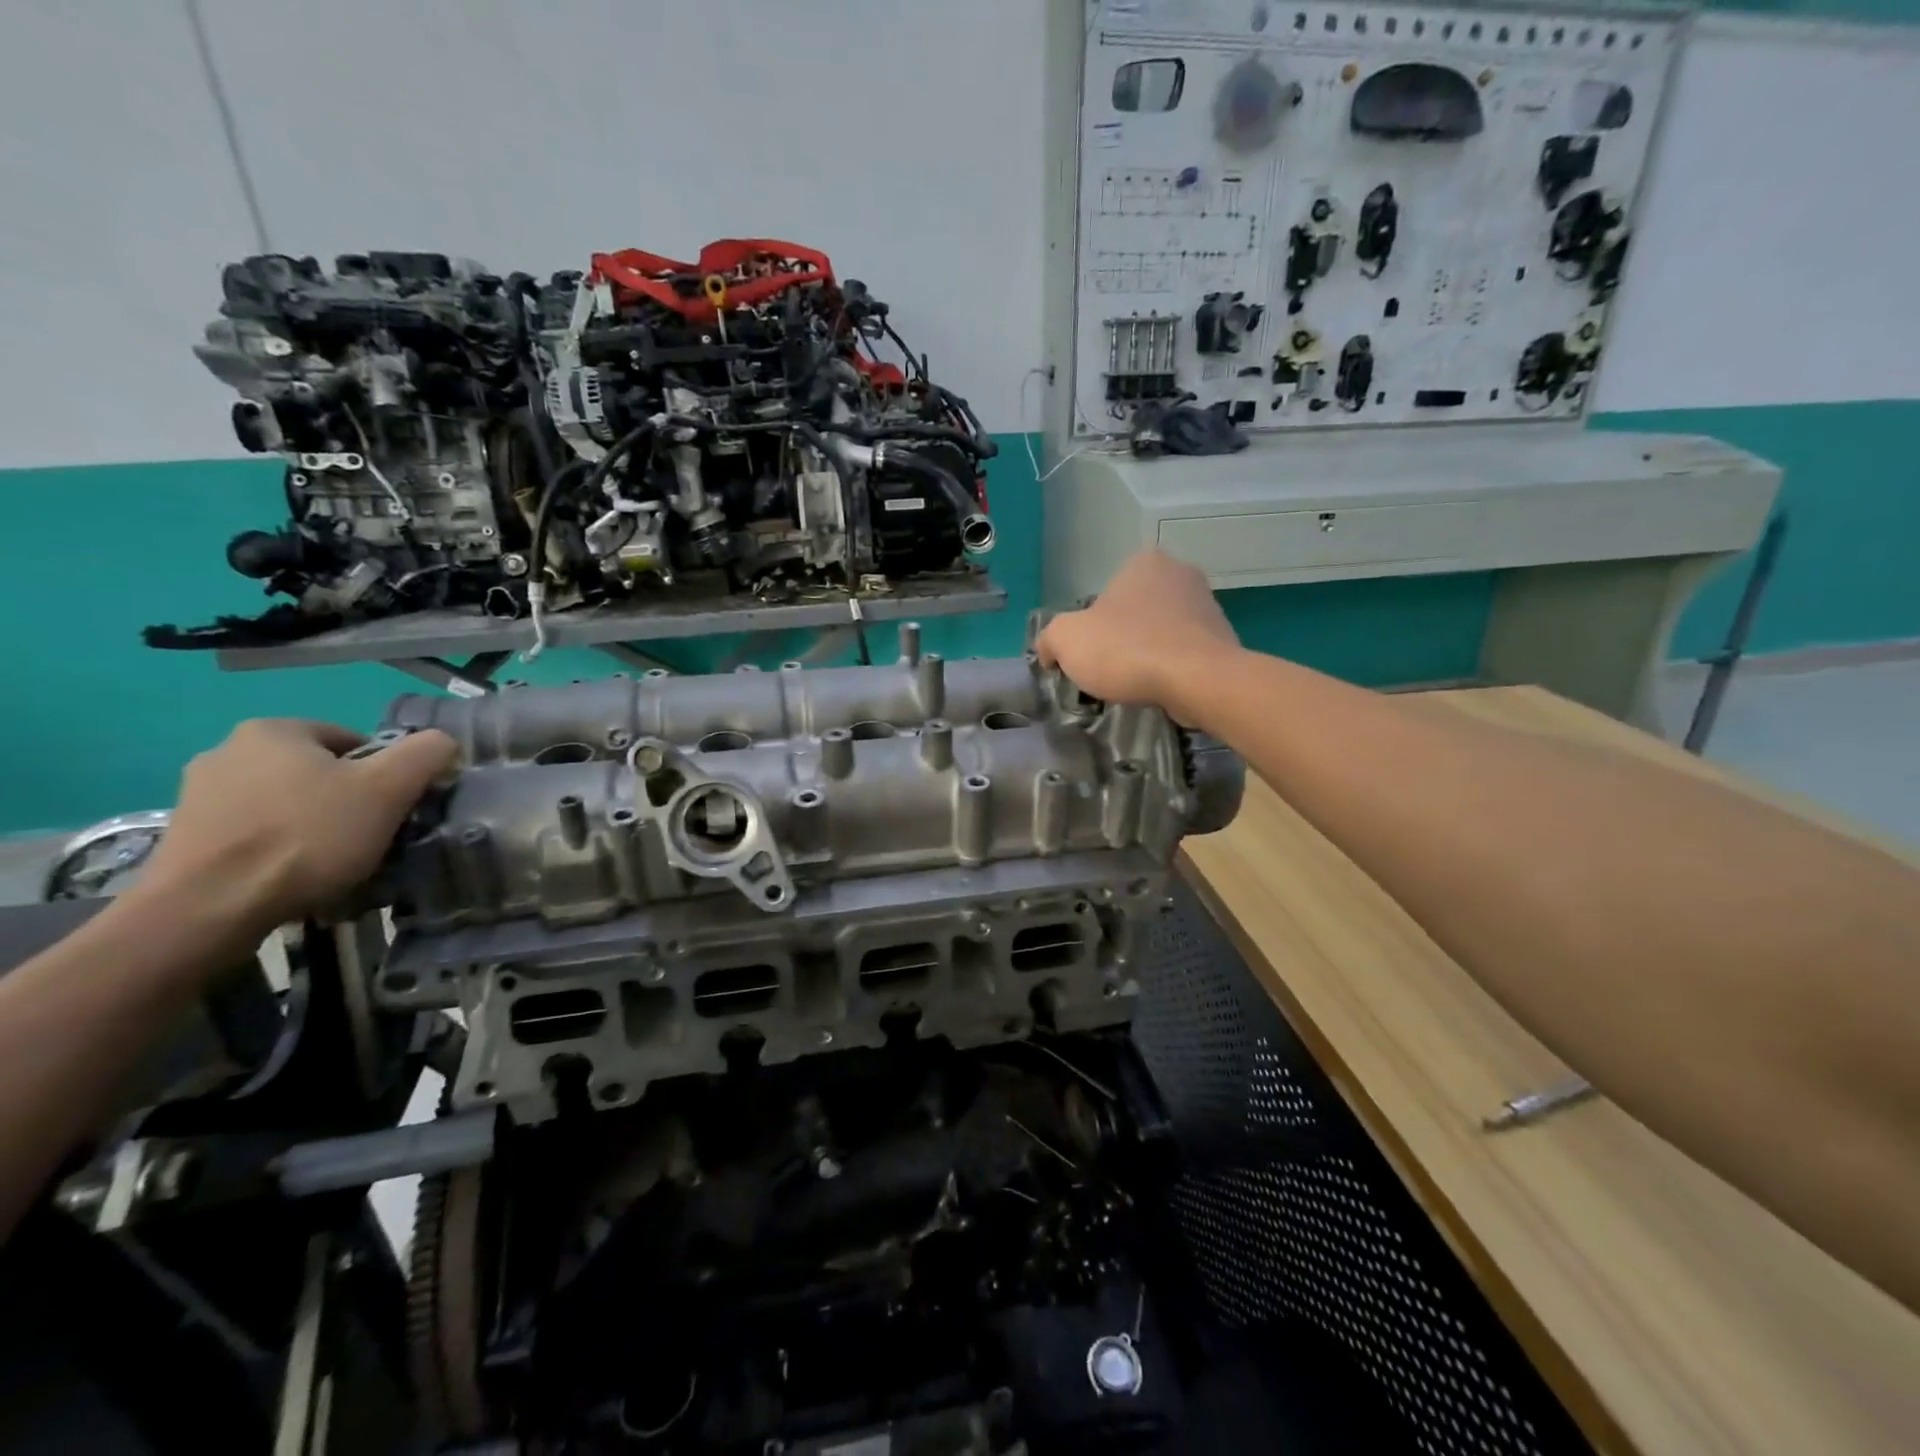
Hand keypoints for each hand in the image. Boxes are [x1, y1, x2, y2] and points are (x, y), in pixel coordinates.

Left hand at [130, 720, 457, 952]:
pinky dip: (280, 851)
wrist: (208, 908)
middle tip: (372, 837)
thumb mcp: (389, 788)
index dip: (385, 774)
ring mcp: (197, 796)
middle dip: (349, 801)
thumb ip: (426, 753)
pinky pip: (254, 835)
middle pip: (319, 773)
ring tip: (336, 864)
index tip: (393, 809)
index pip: (354, 741)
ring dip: (314, 827)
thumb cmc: (307, 836)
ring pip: (286, 805)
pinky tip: (295, 878)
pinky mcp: (184, 838)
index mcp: (274, 730)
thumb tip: (442, 743)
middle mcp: (227, 751)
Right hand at [1037, 550, 1241, 721]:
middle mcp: (1180, 572)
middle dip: (1121, 637)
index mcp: (1143, 562)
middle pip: (1134, 611)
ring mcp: (1208, 604)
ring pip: (1161, 631)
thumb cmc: (1127, 650)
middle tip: (1108, 670)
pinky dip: (1171, 668)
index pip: (1104, 593)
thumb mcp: (1066, 640)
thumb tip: (1050, 652)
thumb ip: (1050, 639)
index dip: (1090, 626)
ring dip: (1148, 652)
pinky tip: (1162, 688)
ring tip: (1136, 684)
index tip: (1087, 654)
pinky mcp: (1223, 637)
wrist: (1197, 680)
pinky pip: (1184, 652)